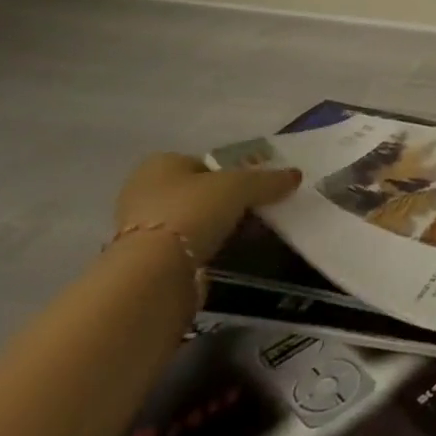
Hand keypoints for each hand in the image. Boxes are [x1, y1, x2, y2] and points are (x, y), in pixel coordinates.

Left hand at [113, 153, 302, 260]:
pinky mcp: (145, 264)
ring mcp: (140, 231)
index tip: (254, 185)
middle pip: (198, 191)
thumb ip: (268, 180)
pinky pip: (187, 249)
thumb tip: (295, 176)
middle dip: (226, 201)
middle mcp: (144, 192)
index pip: (202, 161)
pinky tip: (227, 255)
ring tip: (248, 235)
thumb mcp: (241, 186)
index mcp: (160, 164)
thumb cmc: (193, 210)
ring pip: (192, 222)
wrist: (154, 274)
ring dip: (217, 228)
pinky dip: (207, 251)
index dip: (230, 170)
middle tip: (256, 208)